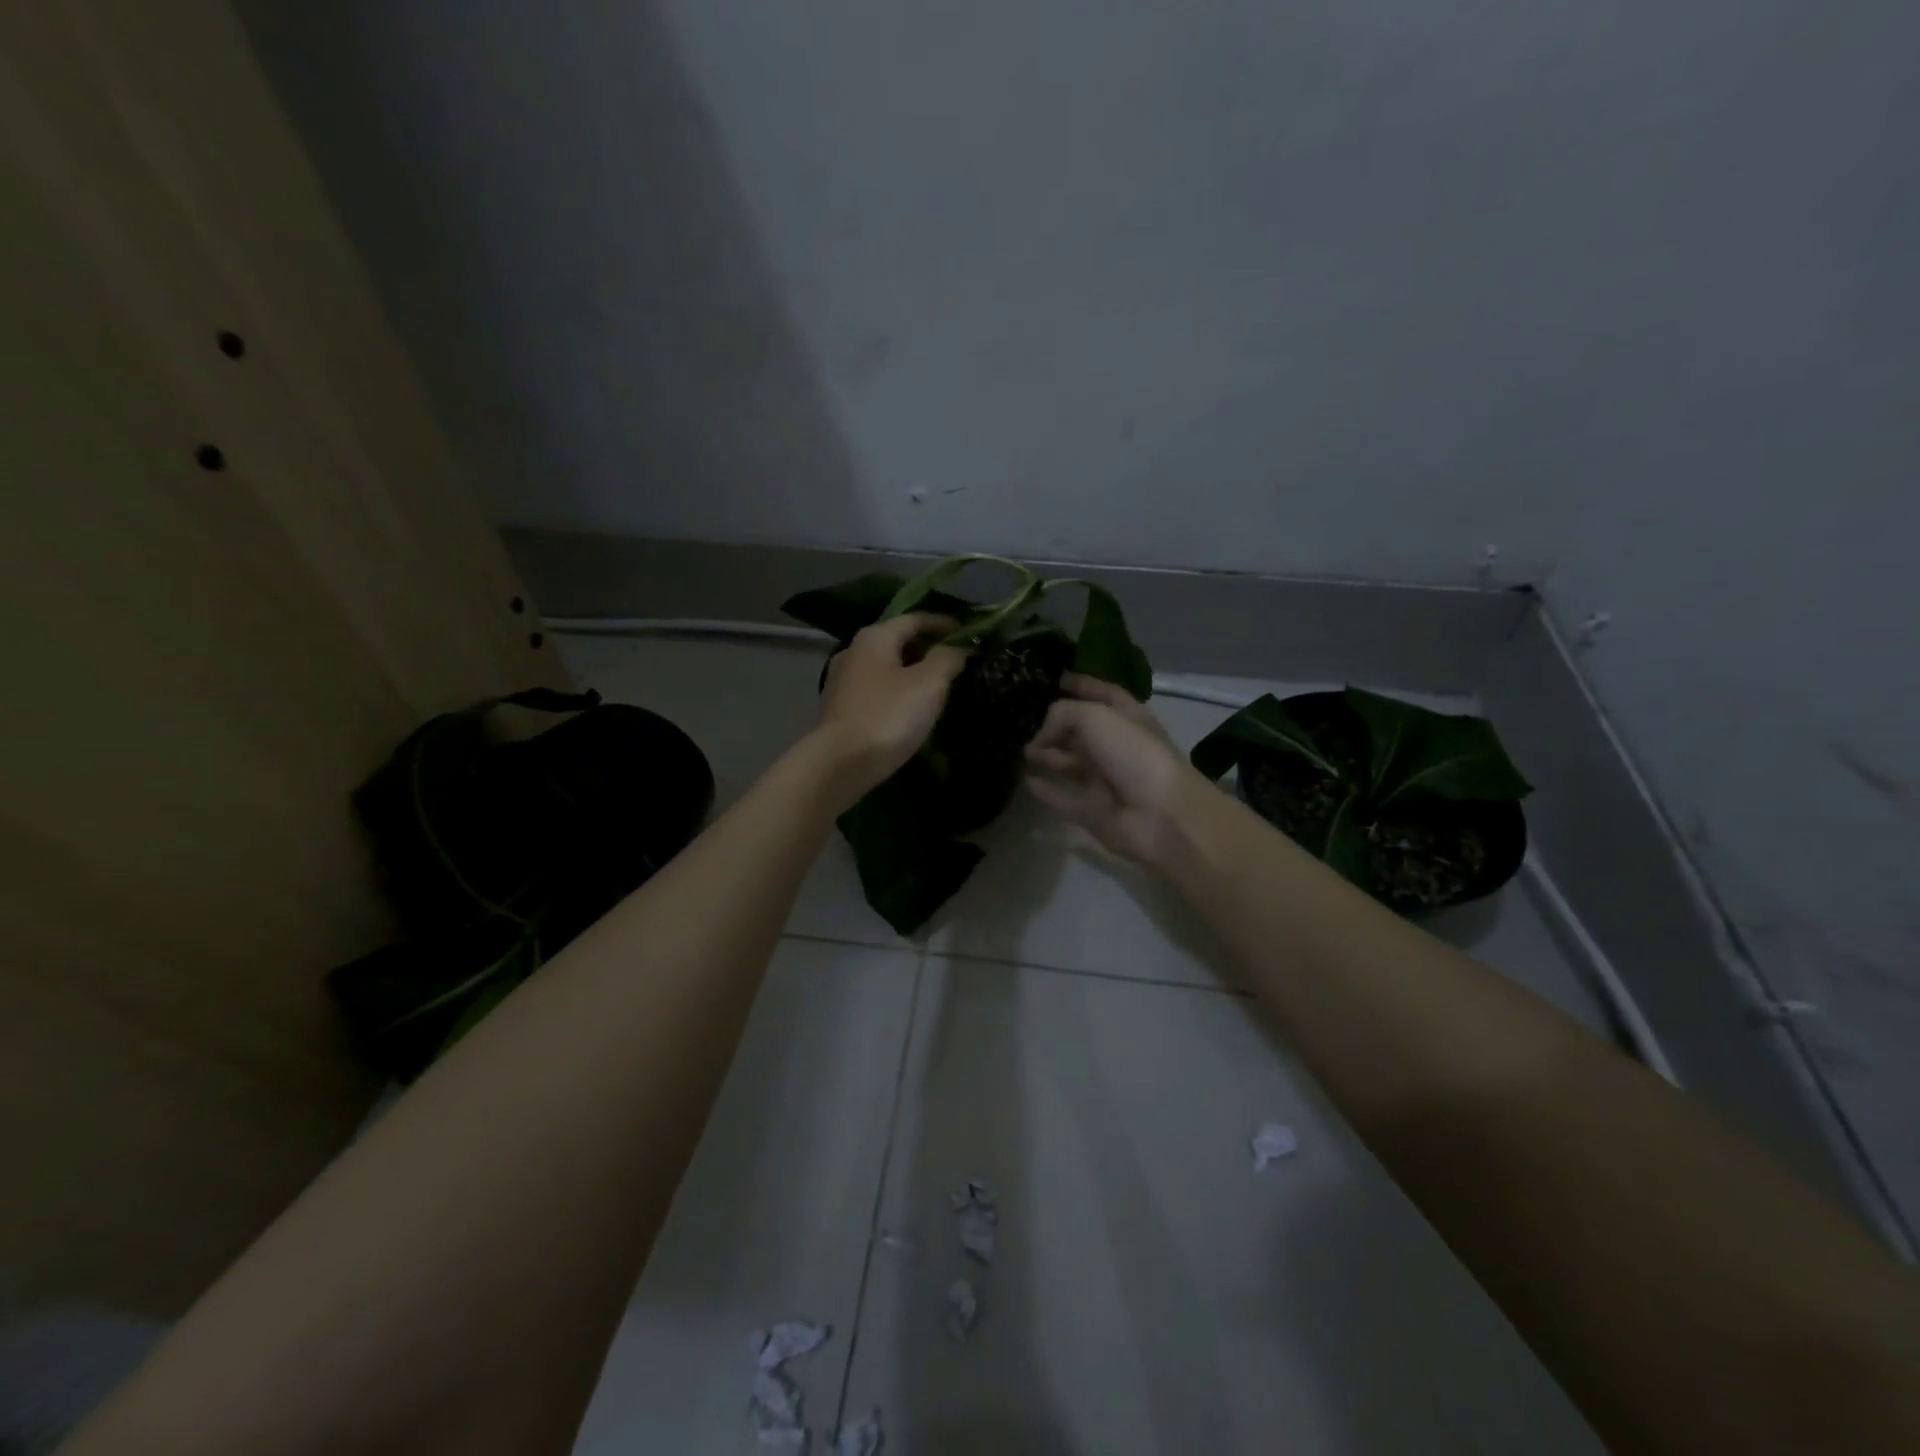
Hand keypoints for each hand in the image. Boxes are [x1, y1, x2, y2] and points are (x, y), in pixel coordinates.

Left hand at [813, 613, 967, 807]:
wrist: (841, 764)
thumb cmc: (889, 716)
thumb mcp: (929, 683)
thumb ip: (947, 658)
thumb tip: (959, 647)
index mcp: (875, 637)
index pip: (915, 619)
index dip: (944, 624)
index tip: (969, 633)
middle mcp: (854, 651)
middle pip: (898, 641)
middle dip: (928, 647)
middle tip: (956, 660)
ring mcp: (842, 680)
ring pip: (886, 667)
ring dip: (912, 671)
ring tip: (937, 684)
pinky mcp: (840, 708)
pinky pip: (876, 689)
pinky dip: (897, 690)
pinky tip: (910, 707)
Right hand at [1024, 674, 1208, 865]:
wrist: (1161, 816)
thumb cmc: (1134, 755)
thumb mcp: (1095, 717)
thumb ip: (1062, 715)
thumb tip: (1040, 738)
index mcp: (1128, 718)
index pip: (1103, 693)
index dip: (1082, 684)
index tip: (1056, 679)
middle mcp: (1117, 746)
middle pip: (1083, 730)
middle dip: (1057, 724)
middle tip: (1025, 722)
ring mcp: (1106, 780)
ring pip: (1071, 763)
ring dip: (1048, 755)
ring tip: (1023, 750)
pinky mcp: (1094, 811)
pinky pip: (1064, 797)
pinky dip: (1046, 790)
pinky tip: (1027, 781)